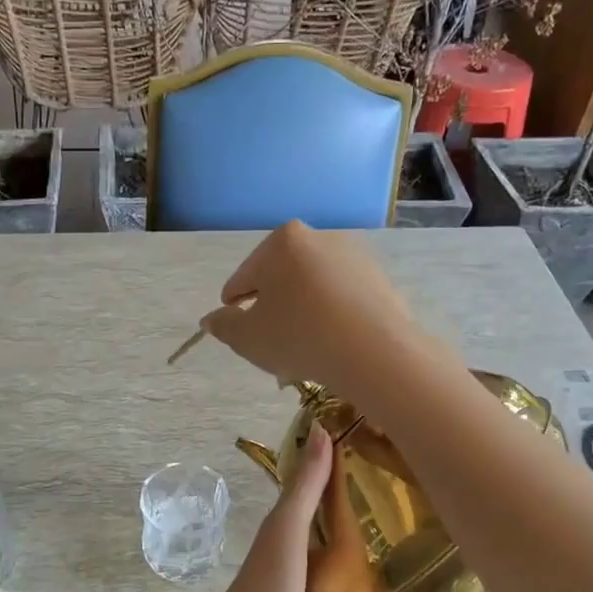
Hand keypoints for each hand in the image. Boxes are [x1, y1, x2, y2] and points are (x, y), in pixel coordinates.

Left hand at [198, 425, 443, 591]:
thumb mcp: (284, 531)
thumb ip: (306, 487)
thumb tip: (322, 428)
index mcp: (291, 558)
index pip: (325, 525)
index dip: (351, 502)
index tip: (389, 480)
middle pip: (351, 571)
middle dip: (383, 556)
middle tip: (429, 533)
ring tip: (441, 584)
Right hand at [199, 222, 439, 401]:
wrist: (375, 353)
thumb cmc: (299, 336)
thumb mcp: (248, 338)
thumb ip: (224, 326)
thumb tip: (212, 319)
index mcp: (282, 241)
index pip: (245, 276)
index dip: (234, 304)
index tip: (234, 324)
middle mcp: (320, 238)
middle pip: (282, 277)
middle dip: (273, 307)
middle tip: (269, 341)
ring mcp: (355, 257)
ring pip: (314, 288)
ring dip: (302, 312)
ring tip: (301, 349)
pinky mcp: (380, 280)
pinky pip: (342, 299)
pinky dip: (332, 316)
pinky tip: (331, 345)